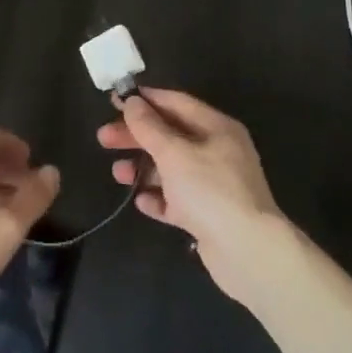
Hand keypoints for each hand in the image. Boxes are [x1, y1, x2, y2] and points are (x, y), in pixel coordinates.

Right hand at [97, 88, 287, 301]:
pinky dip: (159, 198)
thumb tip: (132, 102)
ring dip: (143, 169)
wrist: (248, 252)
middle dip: (137, 136)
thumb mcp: (175, 153)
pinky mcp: (208, 215)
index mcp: (217, 128)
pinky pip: (177, 200)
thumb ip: (150, 127)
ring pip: (171, 169)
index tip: (115, 101)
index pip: (177, 103)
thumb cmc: (210, 191)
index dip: (146, 100)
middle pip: (170, 136)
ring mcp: (214, 185)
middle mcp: (218, 152)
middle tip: (103, 139)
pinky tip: (142, 202)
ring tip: (118, 174)